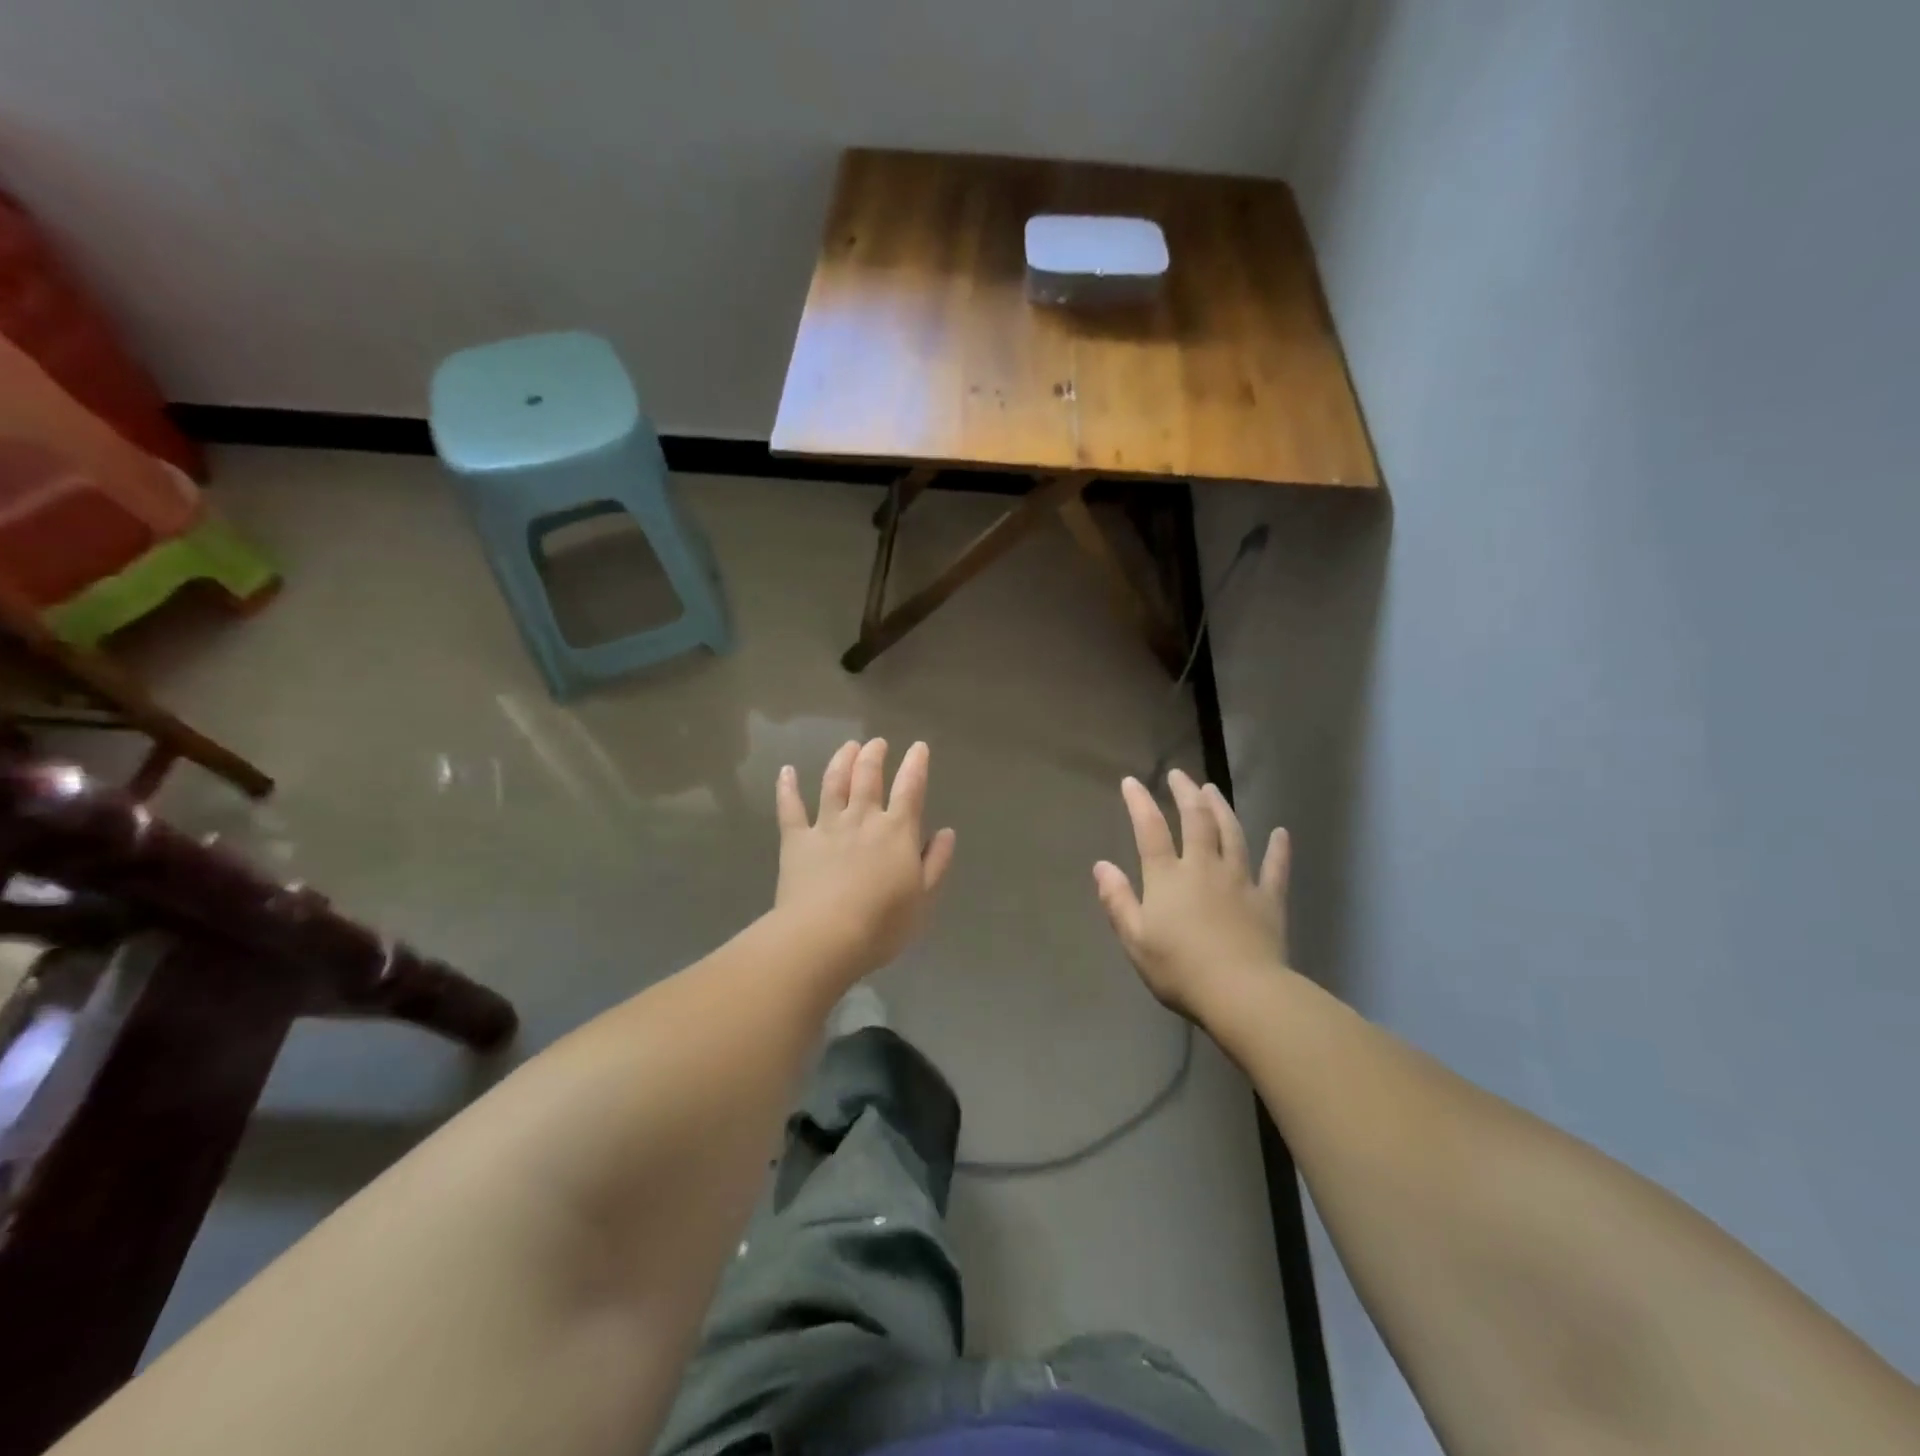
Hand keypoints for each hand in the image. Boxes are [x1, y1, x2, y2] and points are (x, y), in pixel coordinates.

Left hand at [774, 739, 956, 977]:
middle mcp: (862, 819)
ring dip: (841, 760)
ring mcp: (826, 826)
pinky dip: (787, 787)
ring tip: (848, 746)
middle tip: (877, 743)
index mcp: (897, 831)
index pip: (910, 788)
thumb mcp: (923, 898)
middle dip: (874, 755)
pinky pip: (790, 808)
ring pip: (833, 783)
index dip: (916, 765)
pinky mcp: (796, 840)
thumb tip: (947, 832)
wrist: (825, 936)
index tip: (918, 747)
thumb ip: (936, 862)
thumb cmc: (883, 923)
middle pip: (868, 776)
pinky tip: (786, 770)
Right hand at [1093, 770, 1289, 1019]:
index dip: (1139, 803)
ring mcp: (1240, 880)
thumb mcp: (1135, 939)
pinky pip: (1275, 868)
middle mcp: (1204, 867)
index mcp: (1168, 877)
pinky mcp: (1268, 899)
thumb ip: (1117, 900)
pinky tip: (1281, 833)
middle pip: (1196, 820)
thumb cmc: (1180, 969)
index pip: (1150, 830)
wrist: (1242, 993)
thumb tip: (1101, 866)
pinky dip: (1278, 849)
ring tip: (1213, 790)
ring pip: (1232, 834)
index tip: (1131, 781)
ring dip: (1222, 808)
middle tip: (1179, 775)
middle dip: (1186, 794)